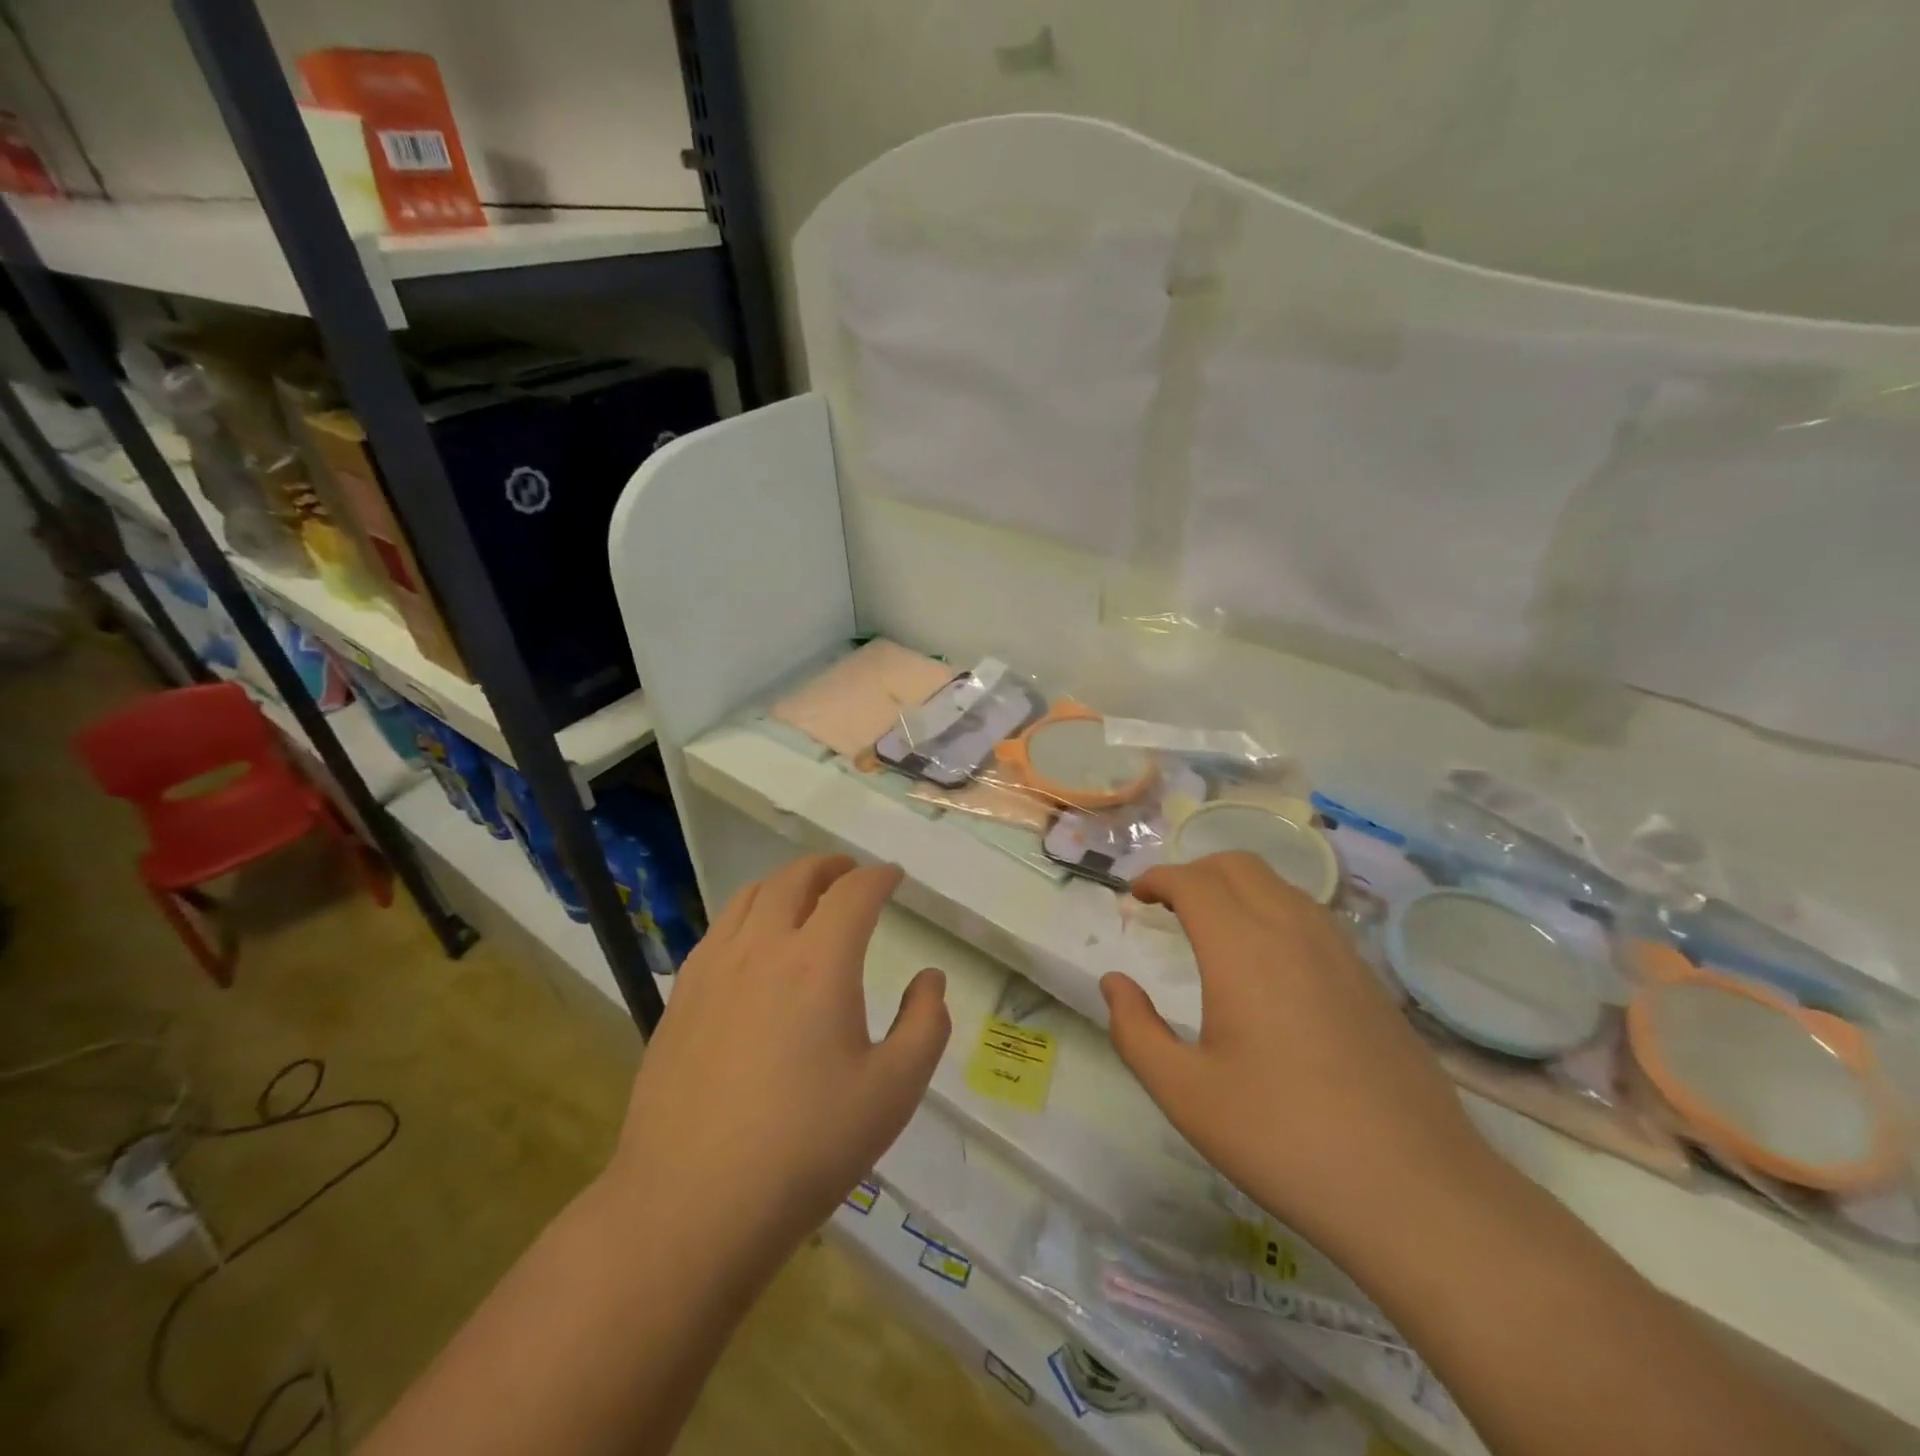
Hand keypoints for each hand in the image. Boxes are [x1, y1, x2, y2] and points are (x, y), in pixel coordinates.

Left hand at [605, 855, 949, 1256]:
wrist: (691, 1204)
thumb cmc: (807, 1147)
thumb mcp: (894, 1092)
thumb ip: (925, 1025)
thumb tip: (930, 979)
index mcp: (819, 961)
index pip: (854, 893)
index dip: (879, 877)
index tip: (894, 877)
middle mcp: (763, 947)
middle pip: (795, 879)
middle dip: (830, 867)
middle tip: (850, 873)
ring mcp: (713, 969)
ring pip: (750, 896)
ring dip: (785, 883)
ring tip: (804, 895)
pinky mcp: (681, 997)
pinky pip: (719, 930)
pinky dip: (747, 914)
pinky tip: (753, 942)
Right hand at [1101, 852, 1492, 1254]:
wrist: (1415, 1190)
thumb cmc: (1283, 1137)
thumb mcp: (1185, 1094)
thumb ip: (1135, 1031)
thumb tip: (1114, 983)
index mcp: (1241, 948)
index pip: (1192, 881)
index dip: (1157, 878)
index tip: (1134, 896)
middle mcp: (1291, 931)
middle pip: (1238, 866)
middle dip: (1194, 872)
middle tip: (1167, 905)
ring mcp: (1339, 952)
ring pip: (1279, 885)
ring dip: (1236, 887)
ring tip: (1212, 925)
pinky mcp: (1369, 979)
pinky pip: (1310, 915)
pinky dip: (1273, 910)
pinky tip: (1268, 961)